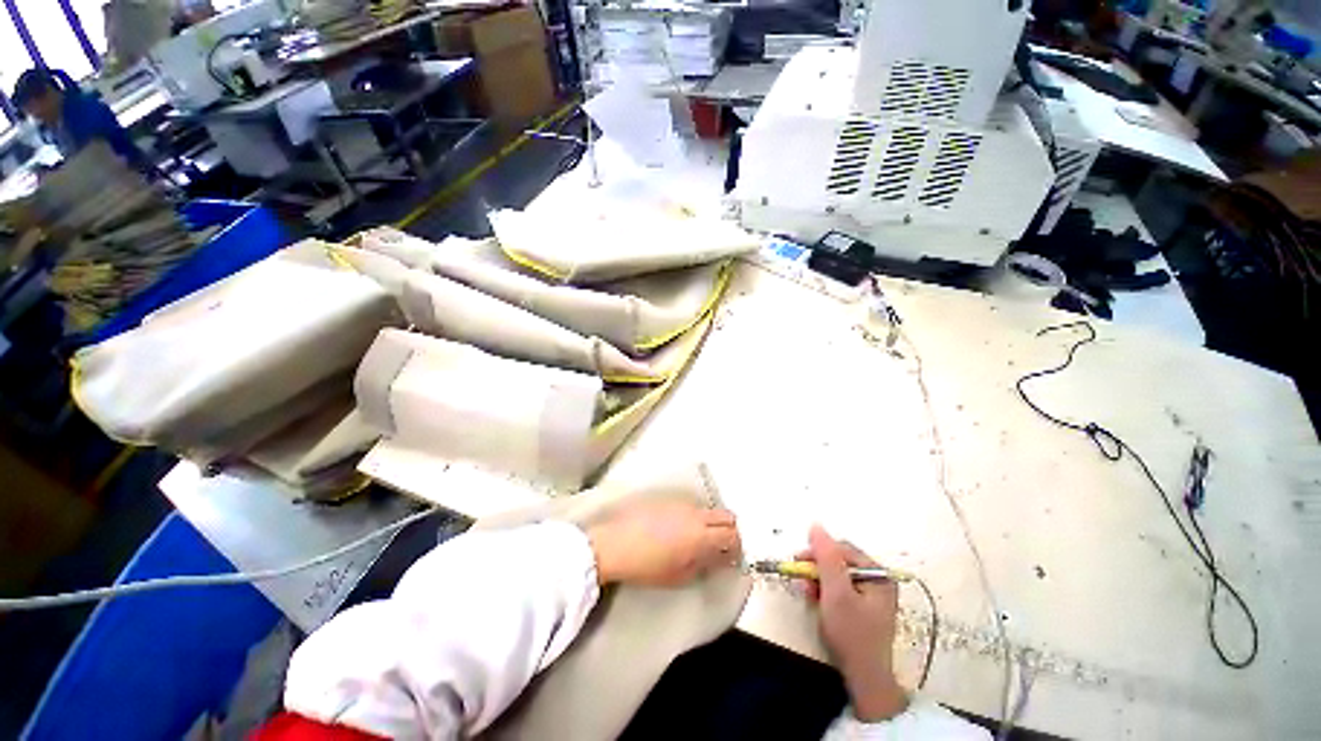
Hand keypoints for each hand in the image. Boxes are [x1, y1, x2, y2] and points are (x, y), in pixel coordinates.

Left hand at [587, 500, 740, 586]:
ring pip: (708, 510)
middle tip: (722, 547)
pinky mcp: (669, 499)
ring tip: (699, 540)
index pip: (732, 535)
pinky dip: (695, 518)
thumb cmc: (647, 566)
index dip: (737, 547)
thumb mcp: (679, 575)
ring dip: (711, 523)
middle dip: (730, 531)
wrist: (616, 543)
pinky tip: (681, 530)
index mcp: (701, 536)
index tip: (732, 558)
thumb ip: (704, 565)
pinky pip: (691, 507)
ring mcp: (682, 504)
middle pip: (726, 516)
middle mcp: (696, 515)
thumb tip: (719, 559)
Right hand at [801, 524, 907, 722]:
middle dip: (817, 568)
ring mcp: (871, 596)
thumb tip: (815, 525)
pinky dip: (825, 592)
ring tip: (808, 592)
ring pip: (837, 575)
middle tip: (801, 577)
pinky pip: (840, 590)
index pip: (842, 550)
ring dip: (819, 580)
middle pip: (840, 562)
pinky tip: (817, 600)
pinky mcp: (863, 609)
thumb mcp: (836, 592)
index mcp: (878, 574)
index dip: (818, 552)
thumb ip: (826, 557)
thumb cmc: (852, 633)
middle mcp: (877, 581)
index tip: (798, 561)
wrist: (864, 678)